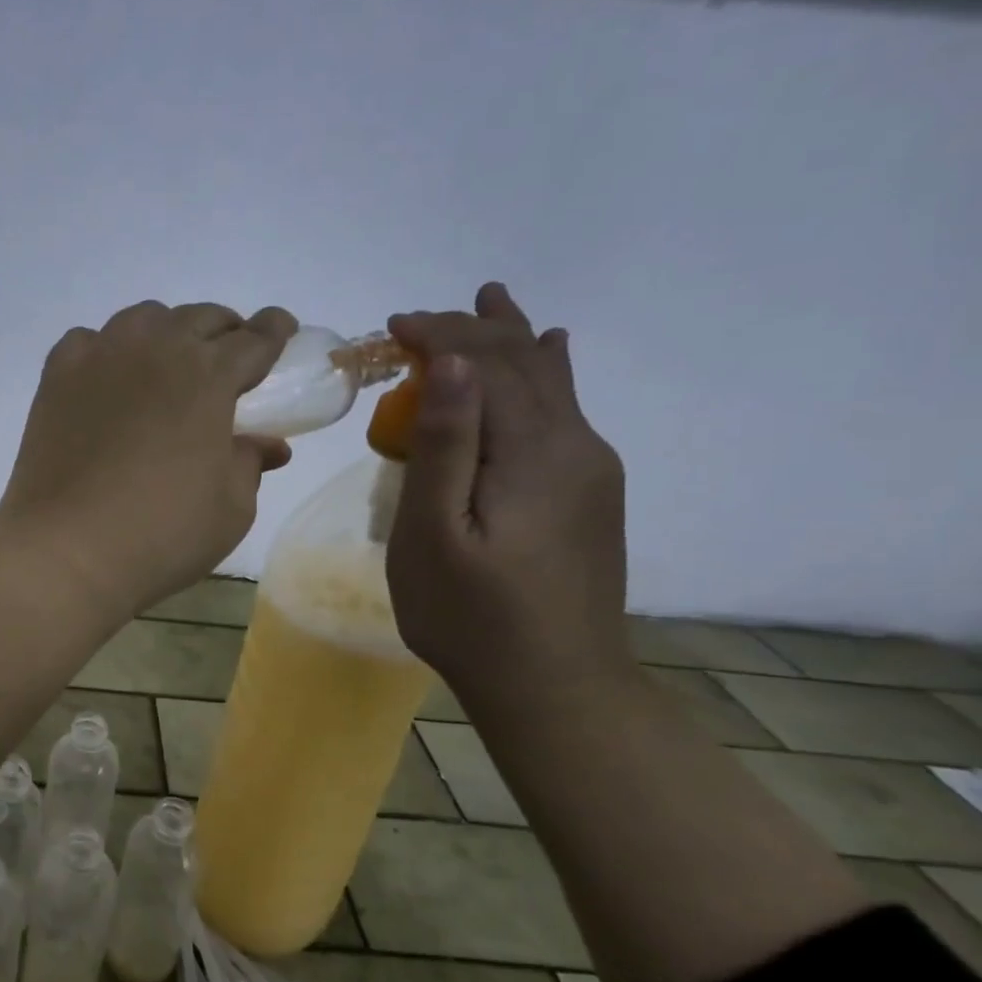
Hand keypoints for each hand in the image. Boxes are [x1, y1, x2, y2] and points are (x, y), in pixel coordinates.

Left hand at [0, 301, 296, 619]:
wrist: (66, 549)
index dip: (274, 332)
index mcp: (208, 376)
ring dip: (167, 332)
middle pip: (200, 319)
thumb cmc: (161, 533)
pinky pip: (89, 342)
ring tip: (169, 363)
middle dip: (224, 331)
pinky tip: (109, 377)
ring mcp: (100, 357)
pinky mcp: (57, 376)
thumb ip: (250, 463)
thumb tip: (268, 444)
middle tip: (229, 357)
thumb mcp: (231, 508)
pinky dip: (107, 350)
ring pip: (143, 320)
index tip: (282, 330)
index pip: (254, 339)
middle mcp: (155, 349)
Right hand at [385, 284, 632, 710]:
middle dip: (470, 330)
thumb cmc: (470, 615)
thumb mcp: (434, 534)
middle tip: (417, 320)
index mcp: (534, 452)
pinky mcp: (589, 491)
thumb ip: (446, 445)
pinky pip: (563, 411)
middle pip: (524, 363)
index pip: (488, 365)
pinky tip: (551, 353)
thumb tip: (453, 364)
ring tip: (492, 297)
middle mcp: (576, 445)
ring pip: (550, 381)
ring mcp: (590, 468)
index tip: (391, 326)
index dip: (440, 336)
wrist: (554, 684)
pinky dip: (544, 372)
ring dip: (512, 338)